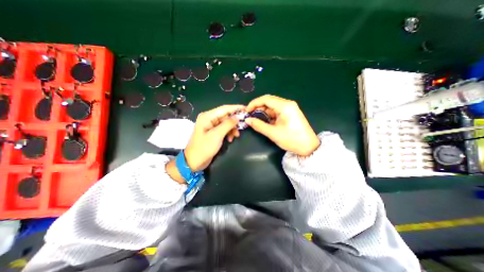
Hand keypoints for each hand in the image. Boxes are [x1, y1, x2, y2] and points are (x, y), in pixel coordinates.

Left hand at [186, 104, 245, 170]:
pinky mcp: (213, 132)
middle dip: (234, 122)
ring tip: (236, 136)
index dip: (236, 108)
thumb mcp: (217, 135)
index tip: (246, 109)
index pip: (224, 109)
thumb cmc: (204, 147)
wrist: (194, 161)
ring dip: (232, 129)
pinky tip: (230, 139)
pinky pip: (224, 129)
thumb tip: (237, 117)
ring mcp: (211, 126)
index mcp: (207, 116)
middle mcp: (209, 119)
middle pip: (226, 116)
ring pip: (226, 123)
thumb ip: (228, 124)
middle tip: (243, 126)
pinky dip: (228, 133)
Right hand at [247, 94, 320, 154]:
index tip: (247, 111)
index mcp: (285, 106)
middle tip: (250, 116)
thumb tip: (248, 120)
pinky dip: (269, 115)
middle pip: (269, 101)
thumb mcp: (273, 133)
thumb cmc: (292, 139)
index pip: (266, 99)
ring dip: (263, 112)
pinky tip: (265, 121)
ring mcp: (290, 108)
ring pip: (272, 106)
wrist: (309, 147)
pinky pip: (277, 111)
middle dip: (258, 107)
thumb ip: (259, 125)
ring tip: (256, 119)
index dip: (254, 103)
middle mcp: (287, 104)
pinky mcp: (290, 113)